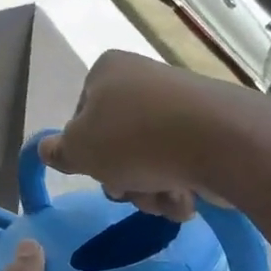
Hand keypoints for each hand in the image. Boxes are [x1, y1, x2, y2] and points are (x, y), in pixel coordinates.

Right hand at [37, 50, 219, 220]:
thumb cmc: (135, 139)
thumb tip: (48, 149)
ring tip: (164, 199)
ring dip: (150, 190)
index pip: (80, 117)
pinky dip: (179, 186)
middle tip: (128, 190)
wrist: (222, 142)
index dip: (85, 150)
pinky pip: (182, 163)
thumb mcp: (79, 149)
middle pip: (117, 142)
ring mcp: (181, 104)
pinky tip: (186, 199)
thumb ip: (57, 152)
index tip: (96, 170)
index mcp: (108, 71)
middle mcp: (144, 80)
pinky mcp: (211, 129)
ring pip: (149, 160)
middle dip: (122, 177)